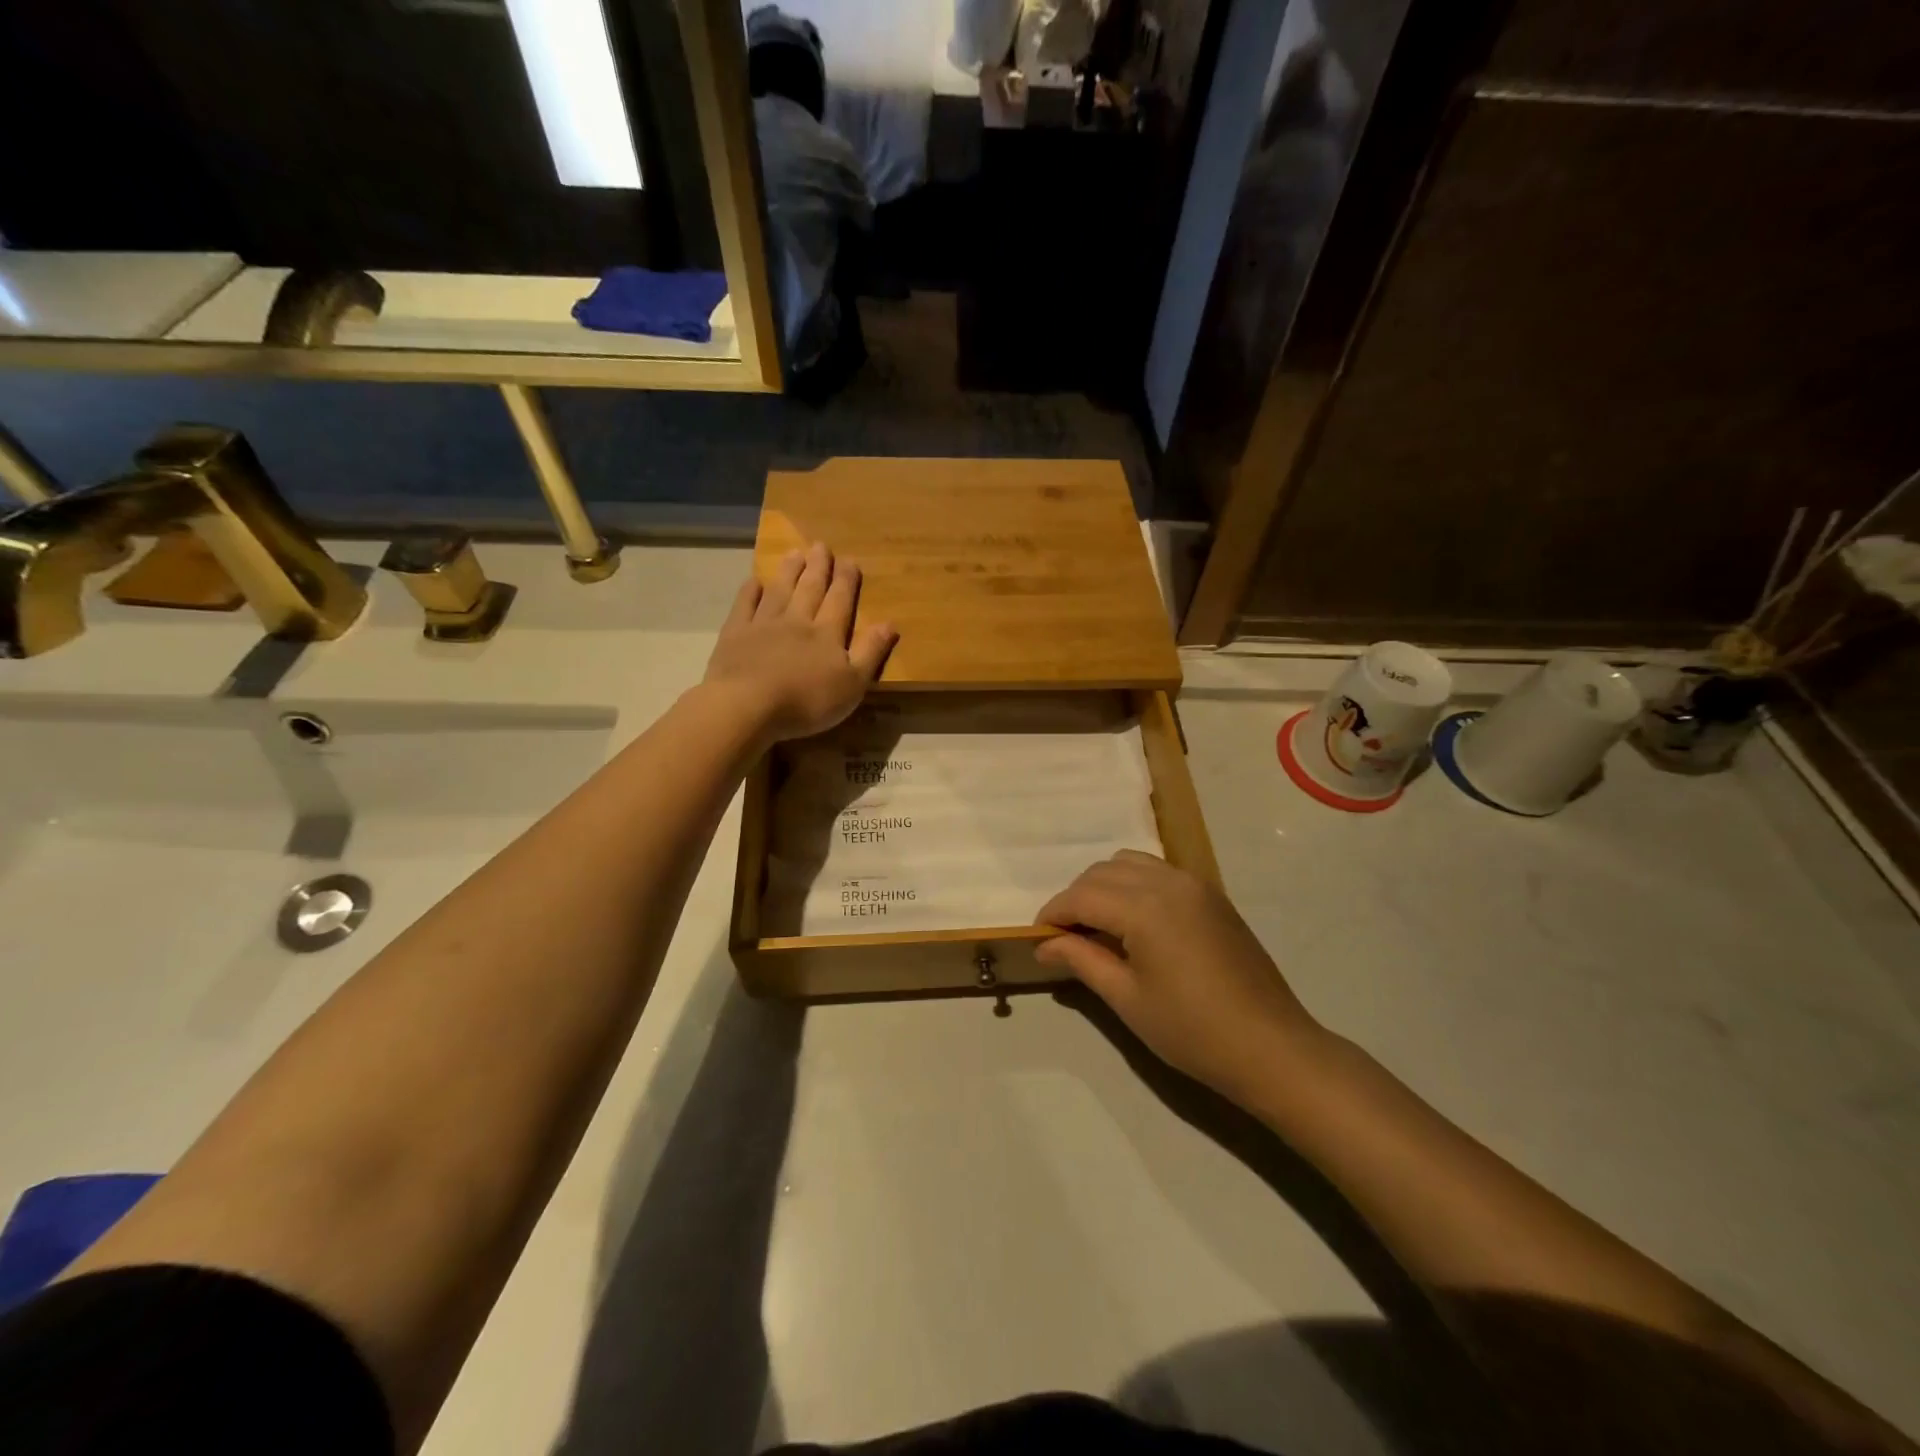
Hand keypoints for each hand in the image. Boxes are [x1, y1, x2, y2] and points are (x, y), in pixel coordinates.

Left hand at [703, 542, 897, 743]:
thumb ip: (871, 652)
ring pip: (779, 591)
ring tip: (795, 553)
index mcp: (827, 634)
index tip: (849, 560)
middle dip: (818, 568)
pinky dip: (749, 592)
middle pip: (810, 589)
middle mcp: (797, 621)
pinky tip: (753, 581)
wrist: (748, 705)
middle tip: (821, 545)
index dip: (846, 580)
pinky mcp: (735, 634)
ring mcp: (763, 625)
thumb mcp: (852, 684)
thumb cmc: (807, 700)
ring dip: (788, 571)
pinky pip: (744, 606)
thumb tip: (890, 623)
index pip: (840, 601)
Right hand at [1036, 851, 1323, 1106]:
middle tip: (1065, 936)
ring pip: (1130, 863)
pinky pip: (1158, 871)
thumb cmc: (1192, 1030)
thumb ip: (1082, 960)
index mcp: (1144, 908)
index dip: (1053, 913)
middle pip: (1102, 872)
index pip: (1081, 896)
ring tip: (1098, 925)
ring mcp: (1194, 884)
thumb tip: (1044, 944)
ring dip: (1104, 885)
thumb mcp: (1127, 998)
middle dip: (1076, 898)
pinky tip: (1134, 919)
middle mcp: (1167, 882)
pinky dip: (1133, 883)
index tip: (1037, 936)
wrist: (1270, 1047)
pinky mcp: (1211, 894)